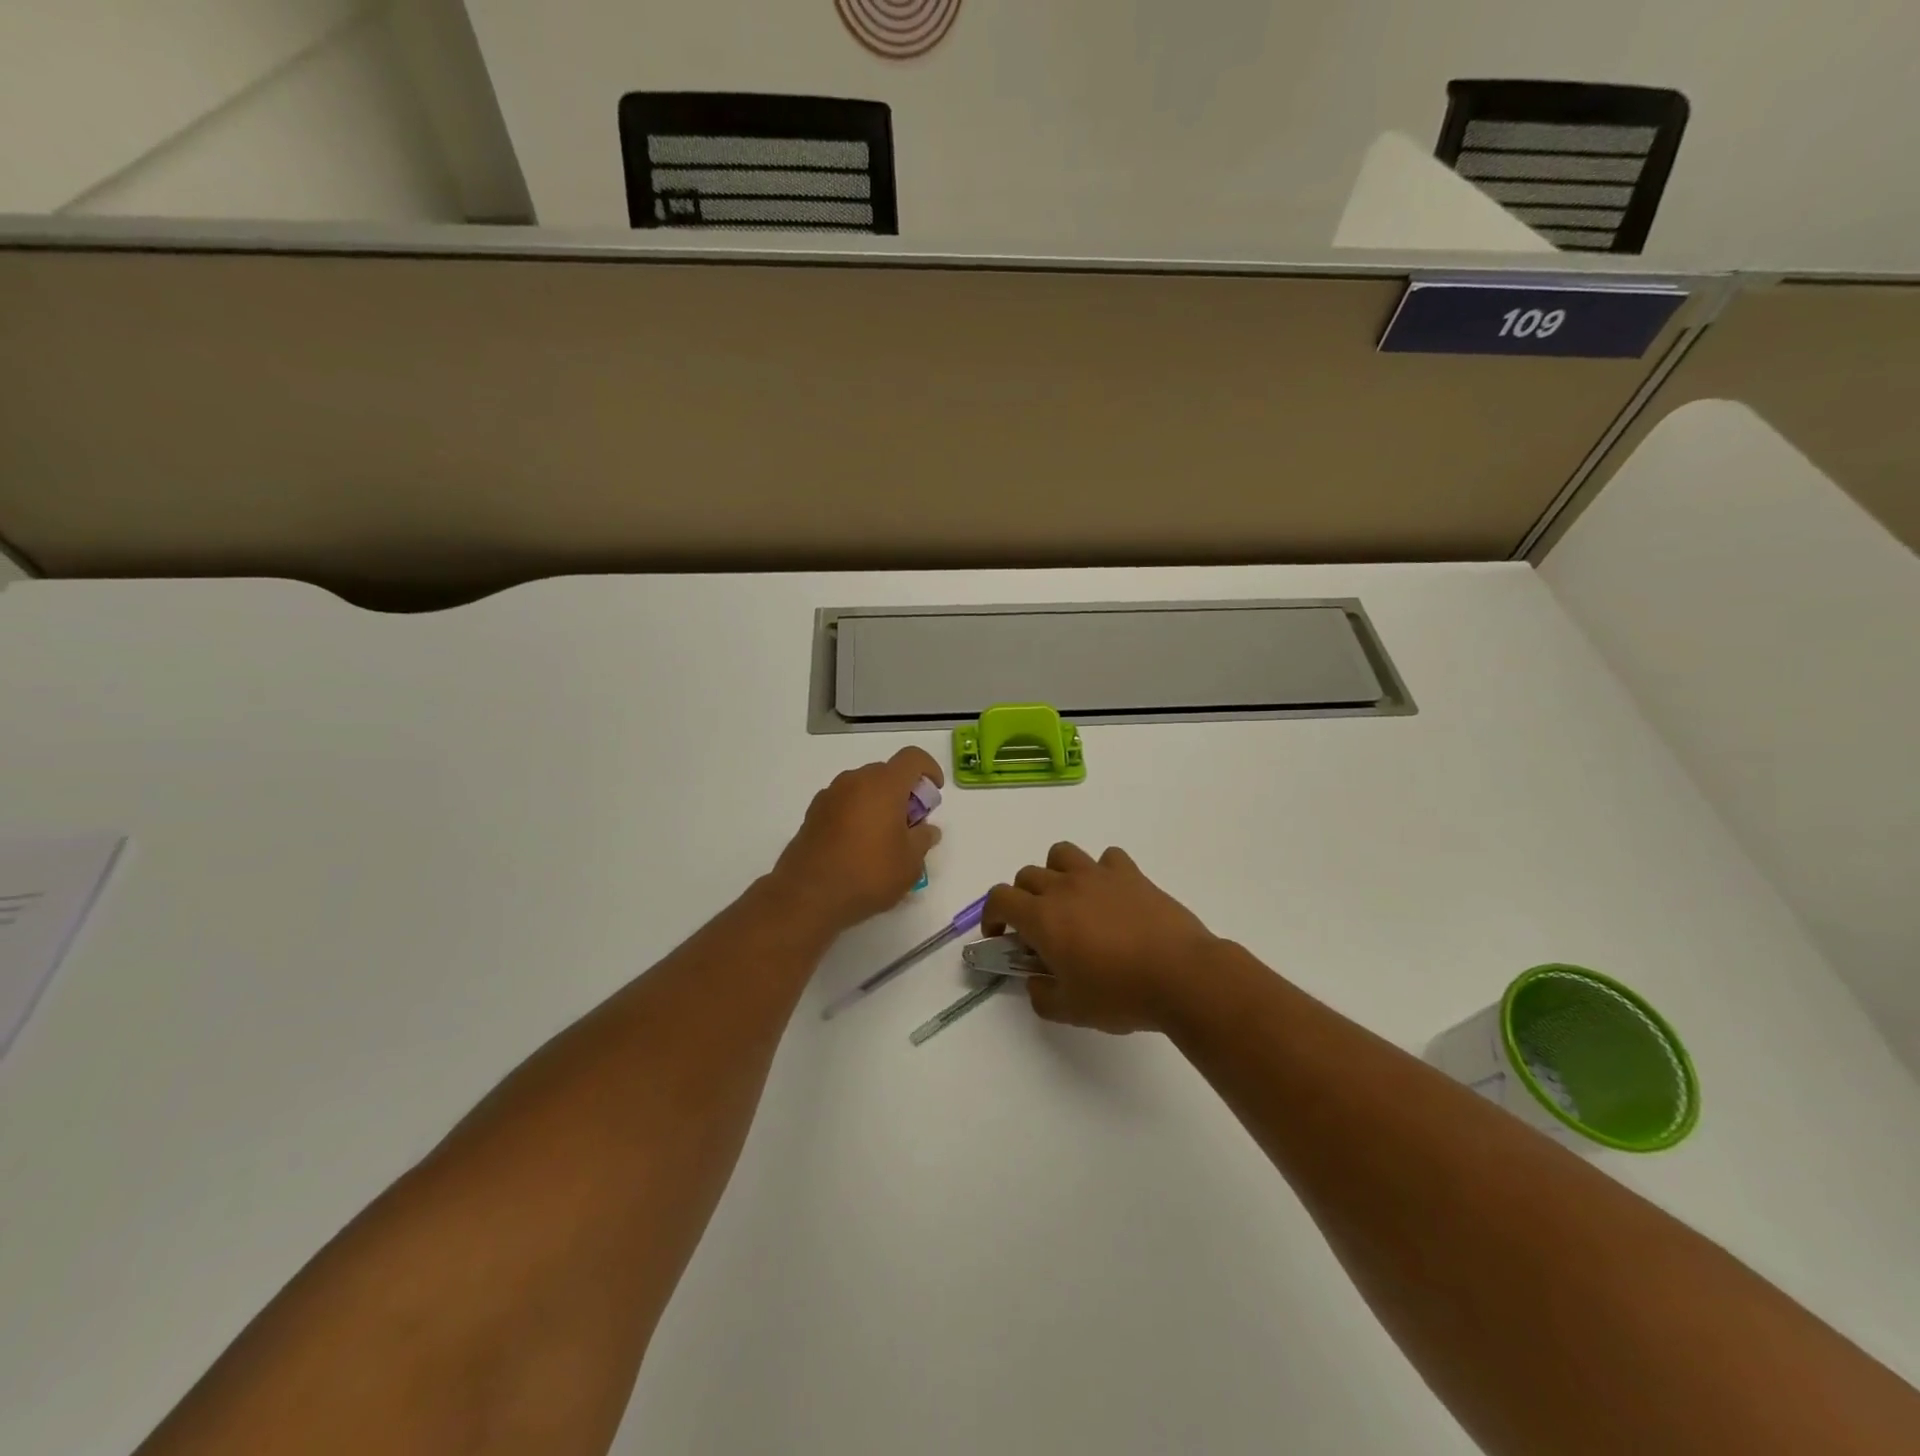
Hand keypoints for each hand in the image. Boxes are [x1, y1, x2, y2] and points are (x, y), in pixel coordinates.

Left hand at [770, 747, 943, 935]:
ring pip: (863, 787)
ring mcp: (830, 795)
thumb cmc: (868, 873)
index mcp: (884, 785)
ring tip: (884, 838)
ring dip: (879, 803)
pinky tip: (858, 846)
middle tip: (910, 823)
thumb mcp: (910, 863)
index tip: (934, 792)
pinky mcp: (813, 813)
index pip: (913, 758)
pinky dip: (857, 813)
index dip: (929, 768)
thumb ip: (923, 839)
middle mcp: (855, 780)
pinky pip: (844, 802)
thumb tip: (927, 830)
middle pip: (887, 772)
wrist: (808, 895)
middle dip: (904, 791)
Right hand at [984, 842, 1219, 1033]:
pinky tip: (1110, 895)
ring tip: (1069, 900)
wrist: (1181, 975)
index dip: (991, 915)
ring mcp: (1099, 875)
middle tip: (1038, 928)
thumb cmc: (1120, 994)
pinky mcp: (1131, 874)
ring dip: (1055, 873)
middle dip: (1022, 898)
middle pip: (1027, 875)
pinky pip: (1106, 858)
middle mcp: (1064, 887)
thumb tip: (1035, 982)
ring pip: (1061, 854)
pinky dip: (1101, 871)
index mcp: (1042, 917)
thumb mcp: (1071, 1010)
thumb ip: (1041, 996)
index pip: (999, 898)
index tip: (1000, 936)